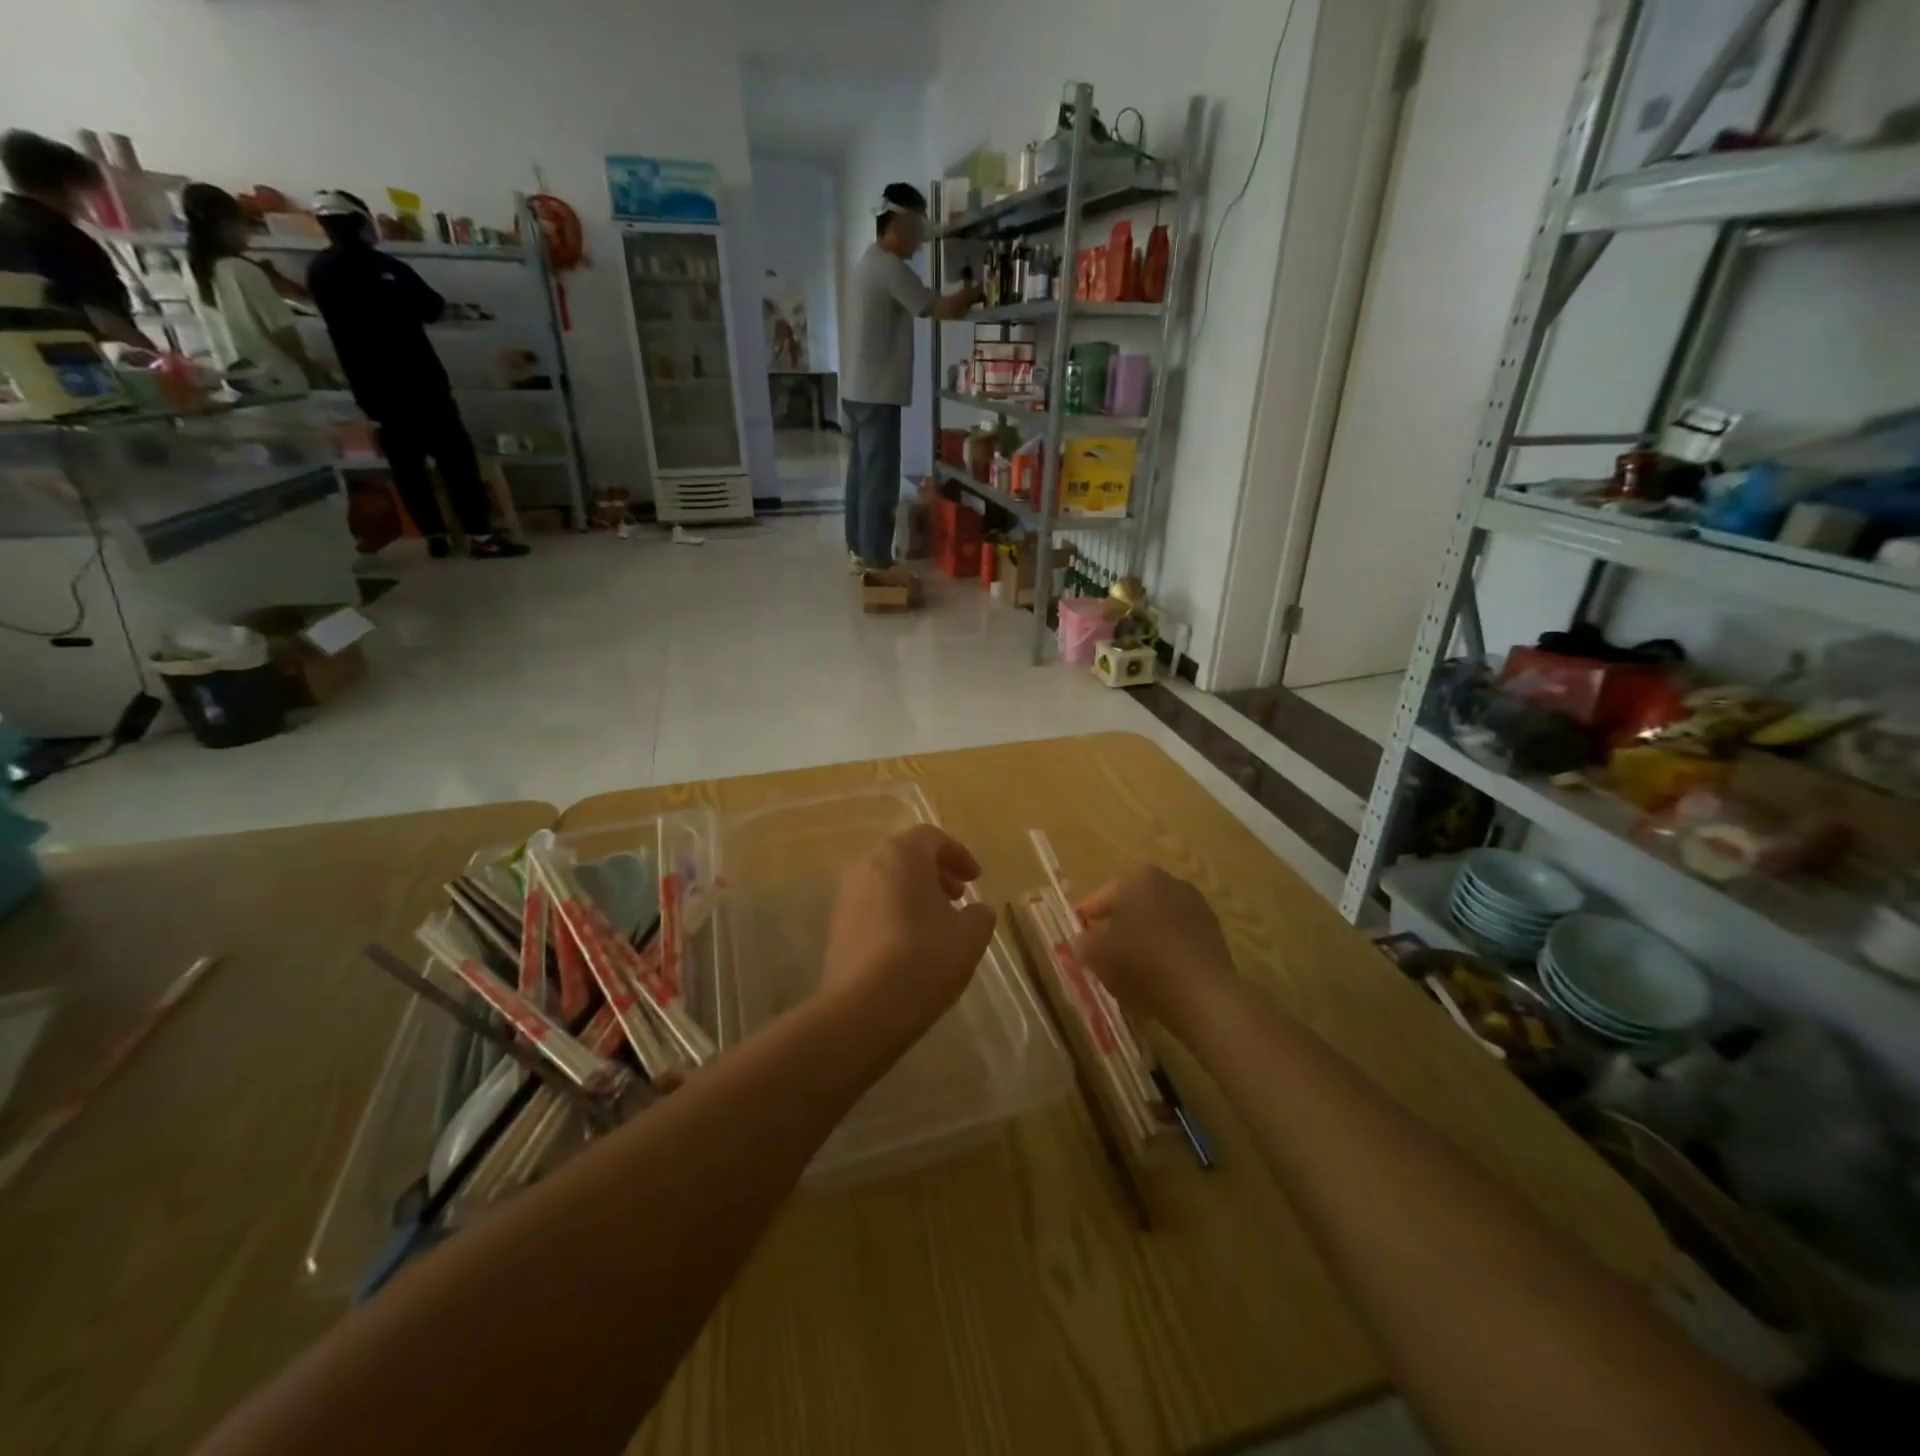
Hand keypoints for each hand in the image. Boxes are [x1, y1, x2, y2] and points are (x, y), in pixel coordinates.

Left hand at [822, 825, 996, 1028]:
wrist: (864, 1008)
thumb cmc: (925, 958)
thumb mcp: (970, 936)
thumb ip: (980, 914)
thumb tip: (975, 911)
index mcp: (901, 854)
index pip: (932, 838)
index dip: (958, 854)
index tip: (976, 879)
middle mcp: (868, 864)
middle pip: (906, 856)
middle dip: (935, 872)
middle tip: (958, 896)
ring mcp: (847, 895)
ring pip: (887, 880)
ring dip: (914, 893)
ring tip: (937, 923)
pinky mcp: (836, 925)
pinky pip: (872, 905)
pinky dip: (894, 911)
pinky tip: (911, 943)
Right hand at [1073, 866, 1237, 1031]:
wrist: (1201, 994)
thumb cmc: (1140, 963)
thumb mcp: (1095, 954)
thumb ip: (1082, 942)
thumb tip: (1084, 940)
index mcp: (1139, 878)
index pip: (1102, 897)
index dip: (1087, 918)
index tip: (1080, 937)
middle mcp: (1170, 882)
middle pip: (1132, 906)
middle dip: (1117, 926)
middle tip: (1103, 952)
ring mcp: (1197, 907)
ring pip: (1157, 922)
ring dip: (1143, 938)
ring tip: (1130, 969)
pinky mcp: (1214, 934)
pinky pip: (1178, 939)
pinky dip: (1166, 952)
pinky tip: (1158, 977)